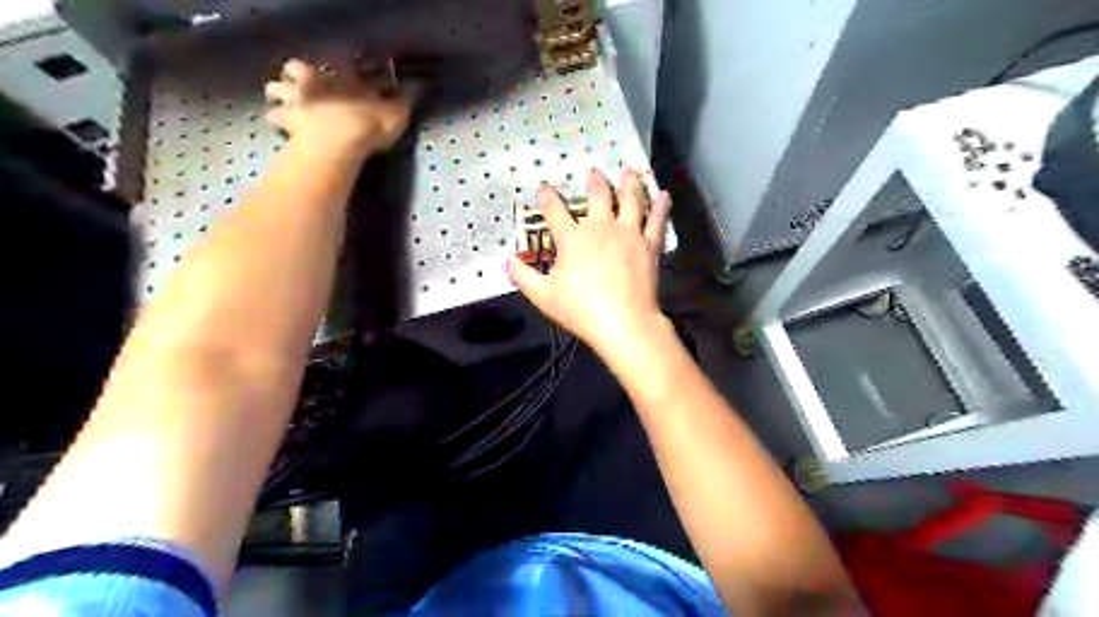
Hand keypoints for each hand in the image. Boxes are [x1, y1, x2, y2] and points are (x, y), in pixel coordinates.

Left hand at [265, 58, 415, 153]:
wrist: (338, 144)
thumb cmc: (369, 125)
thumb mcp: (397, 113)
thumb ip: (406, 99)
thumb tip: (420, 86)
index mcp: (342, 76)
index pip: (338, 62)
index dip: (342, 65)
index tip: (349, 71)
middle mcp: (316, 82)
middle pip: (297, 67)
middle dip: (298, 75)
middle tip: (306, 85)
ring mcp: (297, 100)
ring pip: (276, 87)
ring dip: (280, 94)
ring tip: (288, 104)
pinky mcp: (286, 122)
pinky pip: (274, 117)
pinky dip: (277, 120)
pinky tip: (283, 129)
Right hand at [510, 171, 673, 356]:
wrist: (623, 321)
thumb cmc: (580, 309)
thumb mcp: (543, 296)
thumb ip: (523, 277)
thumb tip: (506, 261)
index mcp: (572, 238)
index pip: (555, 211)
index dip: (548, 198)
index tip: (545, 189)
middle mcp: (600, 227)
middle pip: (598, 196)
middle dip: (595, 182)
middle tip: (594, 173)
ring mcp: (628, 233)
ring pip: (630, 199)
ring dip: (629, 184)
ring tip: (629, 172)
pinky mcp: (649, 244)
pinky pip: (656, 220)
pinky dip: (661, 206)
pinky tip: (664, 195)